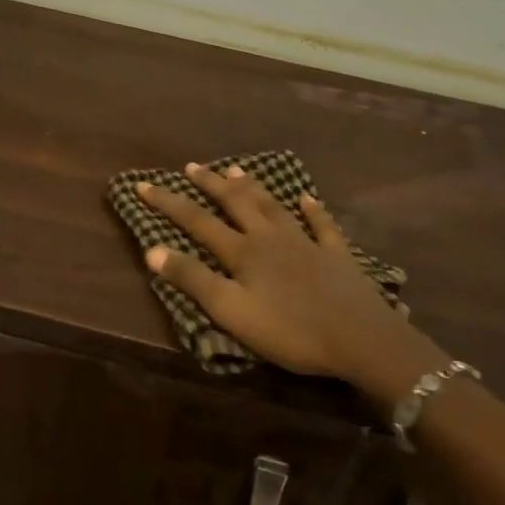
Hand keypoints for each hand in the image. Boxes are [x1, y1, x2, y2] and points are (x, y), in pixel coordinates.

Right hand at [137, 163, 438, 391]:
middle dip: (210, 184)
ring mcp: (305, 242)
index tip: (144, 185)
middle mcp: (270, 237)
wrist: (360, 338)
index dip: (169, 203)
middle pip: (236, 202)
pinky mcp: (335, 254)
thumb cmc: (290, 330)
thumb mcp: (232, 312)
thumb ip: (193, 280)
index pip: (197, 220)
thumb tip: (152, 249)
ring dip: (253, 187)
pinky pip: (321, 224)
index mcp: (243, 251)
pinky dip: (312, 209)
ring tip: (237, 169)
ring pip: (273, 205)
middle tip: (192, 166)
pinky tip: (307, 198)